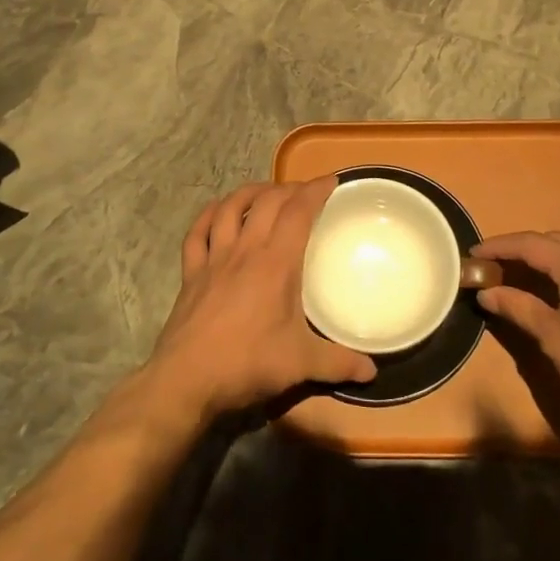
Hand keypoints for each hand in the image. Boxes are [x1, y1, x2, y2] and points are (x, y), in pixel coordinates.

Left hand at [148, 178, 376, 420]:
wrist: (186, 380)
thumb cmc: (247, 364)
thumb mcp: (300, 365)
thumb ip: (338, 363)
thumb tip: (372, 371)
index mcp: (275, 263)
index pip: (298, 212)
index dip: (315, 191)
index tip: (331, 180)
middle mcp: (245, 250)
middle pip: (266, 202)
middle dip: (288, 188)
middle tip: (304, 191)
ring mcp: (214, 259)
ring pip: (230, 208)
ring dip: (249, 192)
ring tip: (265, 191)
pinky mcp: (191, 273)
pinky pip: (197, 233)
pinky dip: (208, 215)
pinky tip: (217, 210)